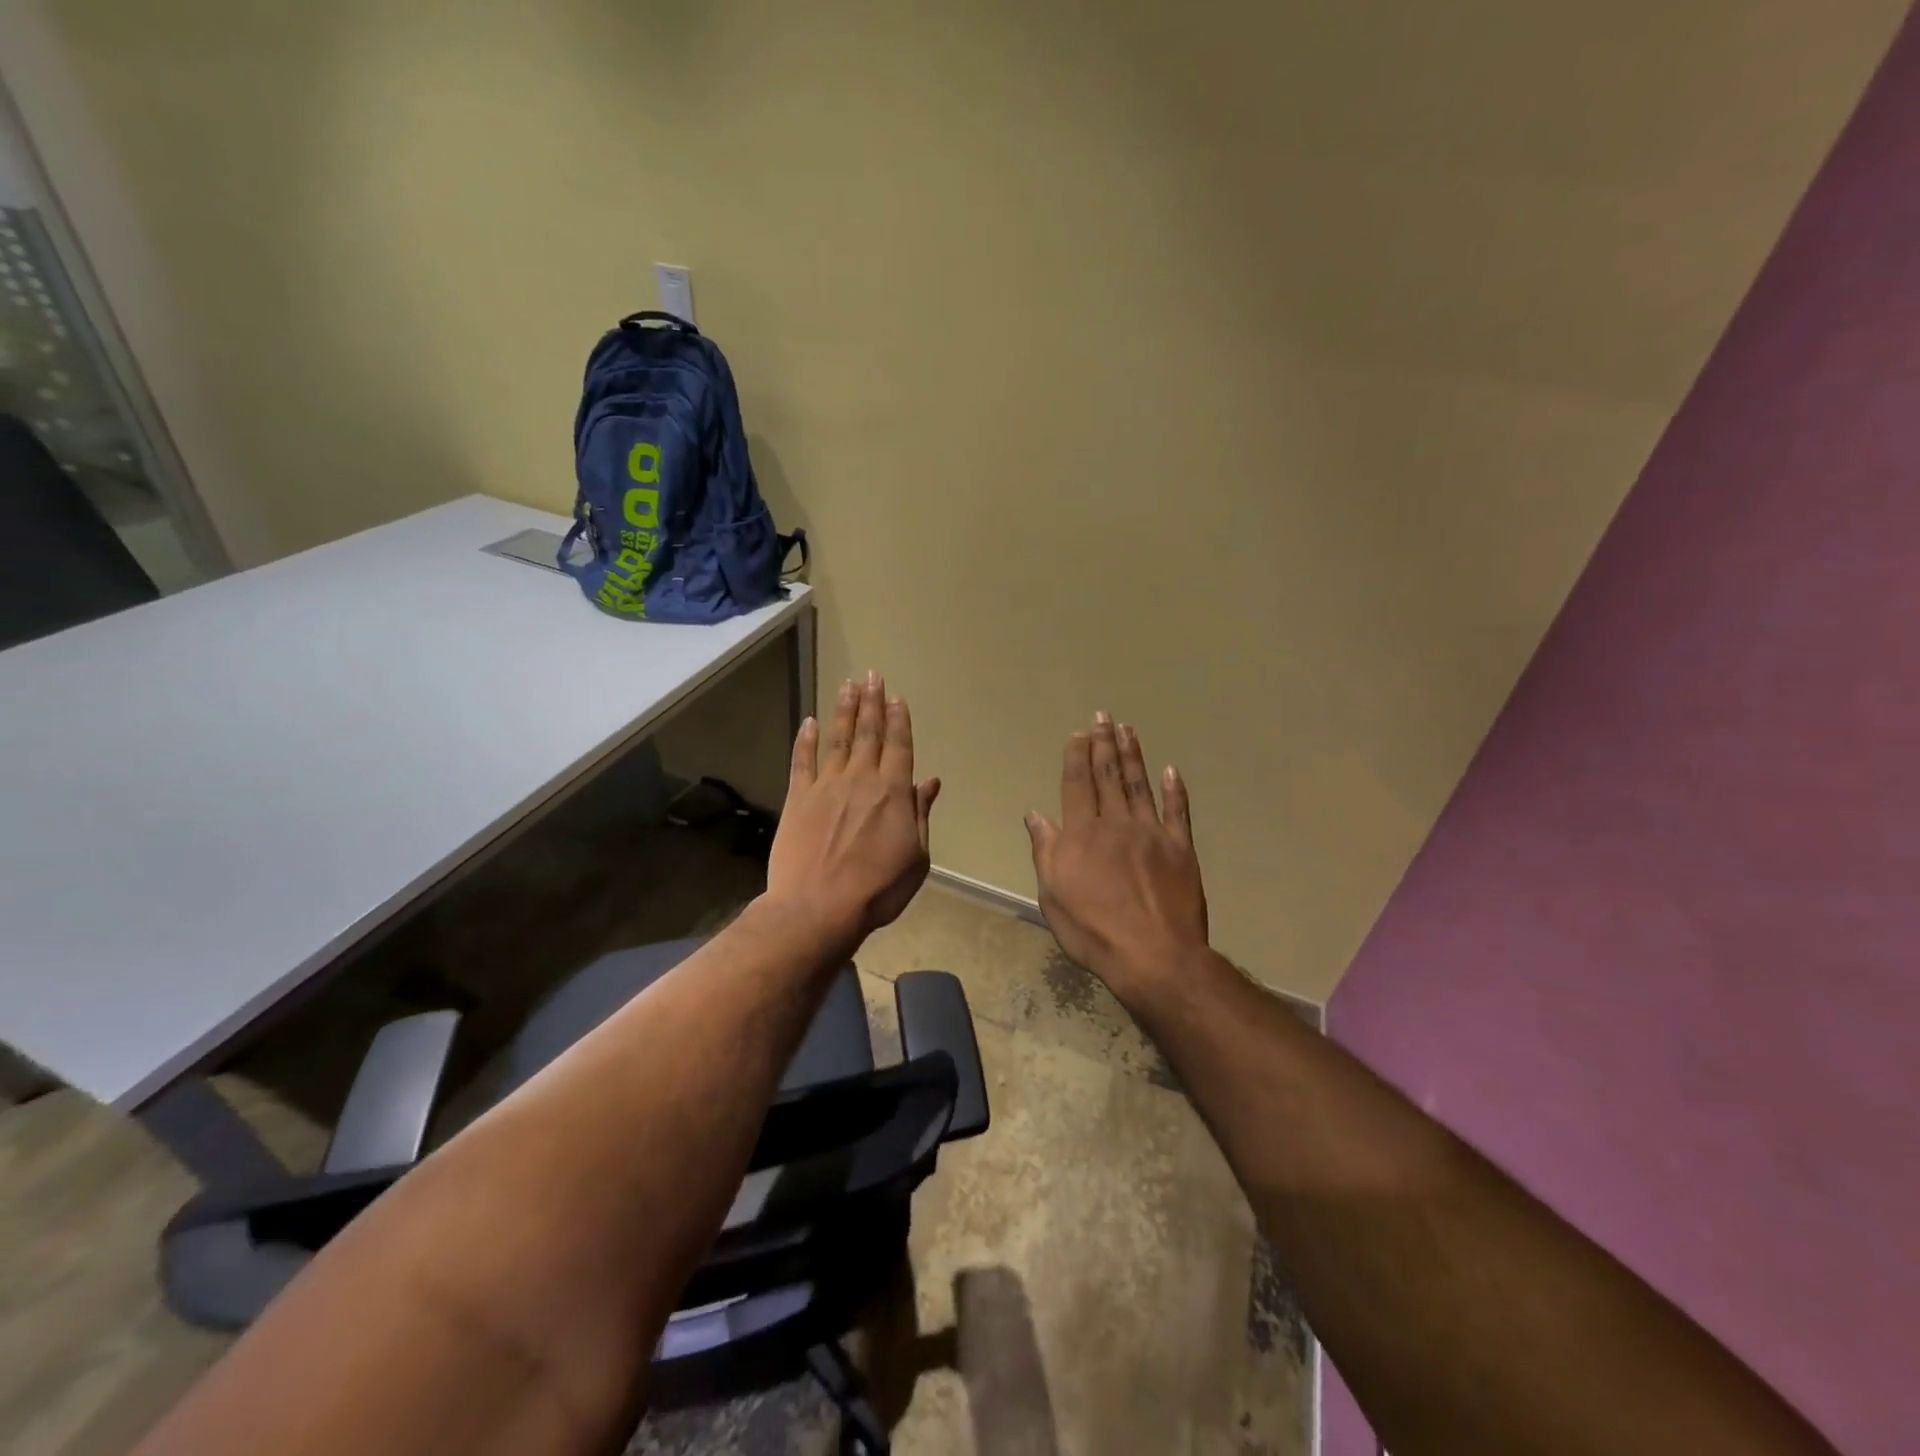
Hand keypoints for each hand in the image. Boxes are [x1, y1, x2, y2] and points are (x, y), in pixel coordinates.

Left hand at [766, 671, 939, 955]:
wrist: (819, 907)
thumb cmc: (878, 888)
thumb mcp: (916, 857)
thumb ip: (920, 814)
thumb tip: (930, 782)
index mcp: (893, 792)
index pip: (899, 746)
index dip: (898, 719)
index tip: (896, 697)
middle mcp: (860, 779)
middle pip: (869, 733)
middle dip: (871, 703)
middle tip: (871, 675)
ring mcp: (826, 785)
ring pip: (838, 739)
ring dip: (844, 711)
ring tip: (848, 685)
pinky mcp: (798, 798)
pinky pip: (802, 761)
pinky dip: (806, 740)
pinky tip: (809, 722)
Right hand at [1026, 713, 1208, 998]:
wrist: (1154, 956)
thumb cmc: (1093, 930)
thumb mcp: (1053, 895)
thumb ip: (1046, 850)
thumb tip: (1035, 814)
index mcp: (1082, 834)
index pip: (1077, 784)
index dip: (1077, 756)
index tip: (1079, 733)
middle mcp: (1116, 823)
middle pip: (1108, 776)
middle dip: (1103, 744)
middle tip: (1103, 716)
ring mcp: (1151, 833)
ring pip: (1140, 785)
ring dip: (1133, 755)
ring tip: (1128, 730)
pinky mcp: (1181, 848)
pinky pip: (1177, 812)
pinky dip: (1174, 790)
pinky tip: (1171, 770)